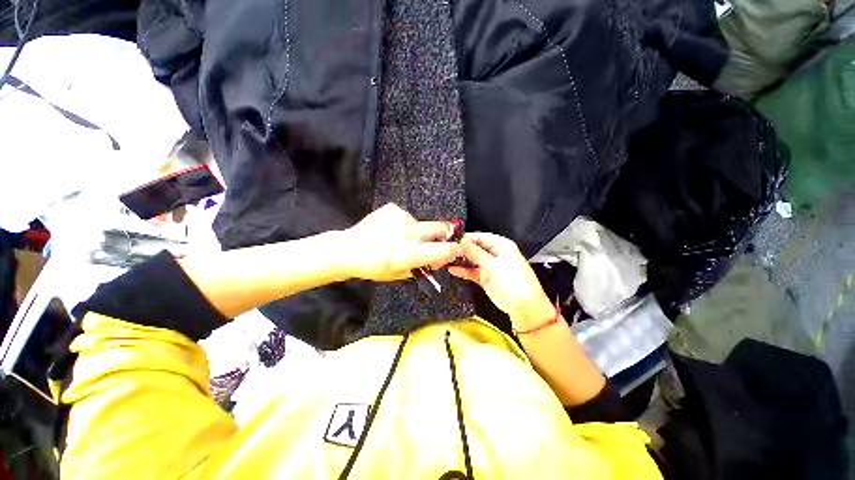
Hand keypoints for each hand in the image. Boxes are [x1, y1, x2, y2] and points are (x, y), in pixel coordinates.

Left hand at [344, 203, 461, 281]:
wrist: (349, 249)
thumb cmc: (374, 267)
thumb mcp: (400, 274)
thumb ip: (421, 267)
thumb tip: (437, 260)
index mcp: (411, 253)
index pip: (443, 250)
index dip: (454, 249)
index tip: (458, 248)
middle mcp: (409, 233)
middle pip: (440, 228)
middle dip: (445, 232)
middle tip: (442, 236)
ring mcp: (401, 218)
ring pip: (419, 224)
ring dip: (415, 231)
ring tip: (398, 238)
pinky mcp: (392, 209)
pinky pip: (405, 218)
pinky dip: (402, 225)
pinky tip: (389, 230)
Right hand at [449, 233, 553, 328]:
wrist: (524, 308)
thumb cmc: (514, 283)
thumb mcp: (494, 266)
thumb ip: (477, 253)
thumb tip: (463, 241)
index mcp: (501, 246)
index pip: (481, 237)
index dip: (466, 238)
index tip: (451, 240)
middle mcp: (495, 253)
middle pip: (475, 248)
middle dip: (462, 249)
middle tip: (446, 251)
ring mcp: (489, 266)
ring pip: (472, 259)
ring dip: (461, 260)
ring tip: (446, 259)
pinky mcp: (485, 277)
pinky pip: (472, 271)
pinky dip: (463, 271)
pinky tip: (452, 270)